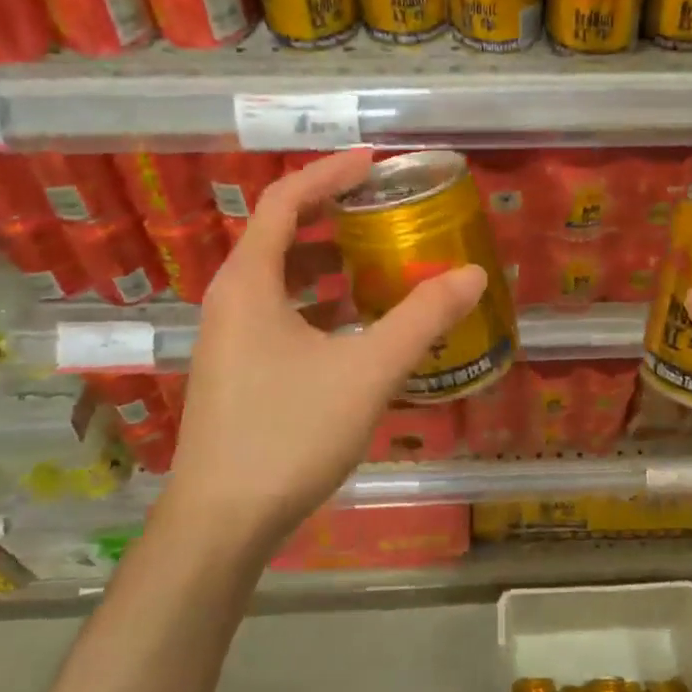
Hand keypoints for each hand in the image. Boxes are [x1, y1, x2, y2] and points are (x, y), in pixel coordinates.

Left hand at [160, 149, 486, 558]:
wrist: (219, 526)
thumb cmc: (287, 433)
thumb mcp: (367, 370)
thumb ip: (422, 318)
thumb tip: (472, 274)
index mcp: (249, 282)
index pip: (285, 200)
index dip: (329, 173)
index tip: (374, 164)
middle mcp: (231, 300)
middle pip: (282, 234)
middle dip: (335, 215)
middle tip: (386, 210)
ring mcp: (229, 338)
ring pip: (282, 278)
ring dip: (329, 262)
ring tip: (381, 262)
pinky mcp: (237, 371)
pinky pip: (281, 314)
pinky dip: (320, 303)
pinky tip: (359, 326)